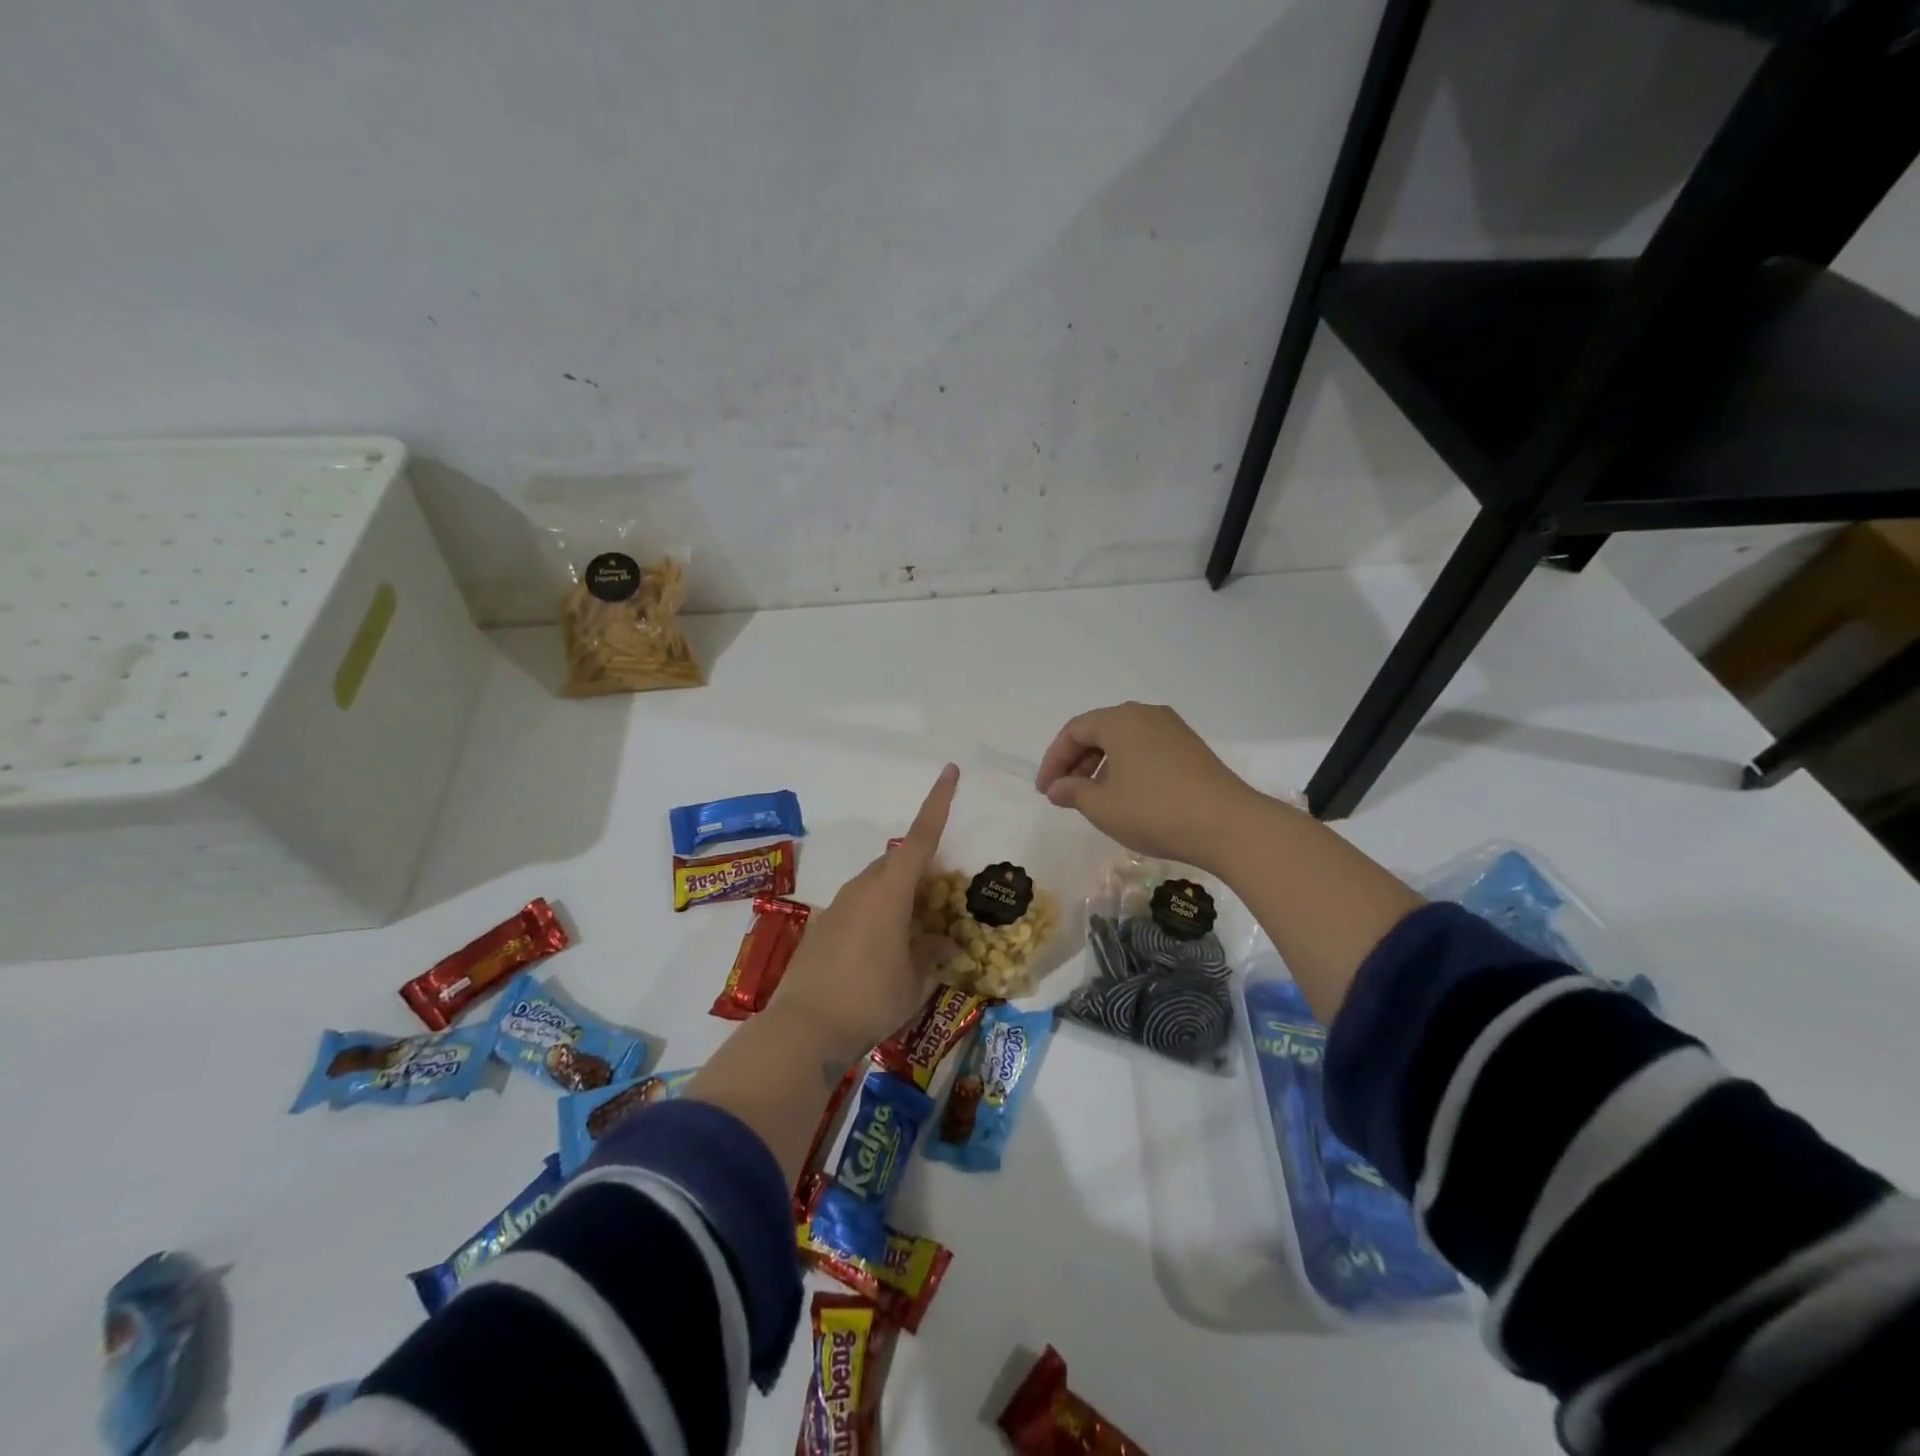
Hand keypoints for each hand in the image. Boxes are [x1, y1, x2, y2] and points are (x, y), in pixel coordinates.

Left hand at [768, 763, 959, 1058]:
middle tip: (943, 899)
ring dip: (899, 897)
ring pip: (878, 885)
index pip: (921, 837)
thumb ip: (932, 953)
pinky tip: (882, 952)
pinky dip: (878, 915)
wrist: (804, 1028)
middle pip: (899, 863)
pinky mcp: (822, 925)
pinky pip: (860, 906)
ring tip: (916, 933)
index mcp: (890, 890)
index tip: (950, 770)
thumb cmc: (870, 999)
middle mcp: (863, 887)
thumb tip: (944, 941)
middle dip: (922, 871)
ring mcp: (839, 905)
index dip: (939, 802)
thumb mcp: (915, 980)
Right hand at [1035, 702, 1263, 873]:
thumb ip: (1073, 792)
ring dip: (1102, 766)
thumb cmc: (1155, 811)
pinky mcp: (1191, 748)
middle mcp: (1146, 715)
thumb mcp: (1103, 807)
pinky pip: (1146, 749)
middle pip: (1099, 731)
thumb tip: (1057, 788)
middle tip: (1065, 794)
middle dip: (1077, 762)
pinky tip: (1127, 796)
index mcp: (1120, 720)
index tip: (1045, 791)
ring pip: (1124, 741)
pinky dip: (1127, 767)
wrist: (1228, 825)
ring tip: (1094, 798)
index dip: (1054, 761)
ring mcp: (1173, 729)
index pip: (1074, 731)